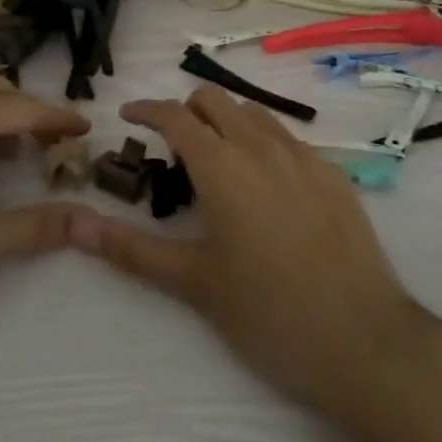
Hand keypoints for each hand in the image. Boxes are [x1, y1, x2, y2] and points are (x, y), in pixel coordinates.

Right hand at [68, 87, 441, 419]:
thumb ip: (132, 249)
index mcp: (222, 166)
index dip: (146, 109)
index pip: (174, 115)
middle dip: (186, 111)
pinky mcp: (333, 172)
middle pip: (214, 99)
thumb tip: (76, 227)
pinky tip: (267, 189)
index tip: (127, 117)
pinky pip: (287, 138)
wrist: (365, 341)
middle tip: (173, 150)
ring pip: (253, 113)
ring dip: (226, 122)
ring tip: (218, 165)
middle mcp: (261, 145)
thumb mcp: (193, 284)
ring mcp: (303, 155)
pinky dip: (262, 143)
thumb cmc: (269, 314)